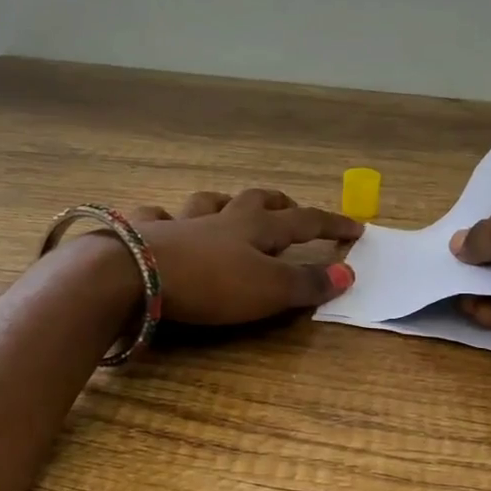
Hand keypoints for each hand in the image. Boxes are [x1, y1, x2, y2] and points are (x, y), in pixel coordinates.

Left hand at [124, 187, 359, 325]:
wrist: (134, 275)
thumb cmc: (210, 284)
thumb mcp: (268, 290)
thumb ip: (307, 283)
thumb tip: (348, 272)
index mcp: (255, 229)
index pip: (304, 222)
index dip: (331, 224)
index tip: (356, 228)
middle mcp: (220, 218)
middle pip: (256, 201)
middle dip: (278, 203)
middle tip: (290, 207)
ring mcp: (180, 222)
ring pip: (208, 203)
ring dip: (224, 203)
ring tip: (229, 208)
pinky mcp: (145, 234)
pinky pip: (156, 217)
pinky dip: (164, 218)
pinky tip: (162, 222)